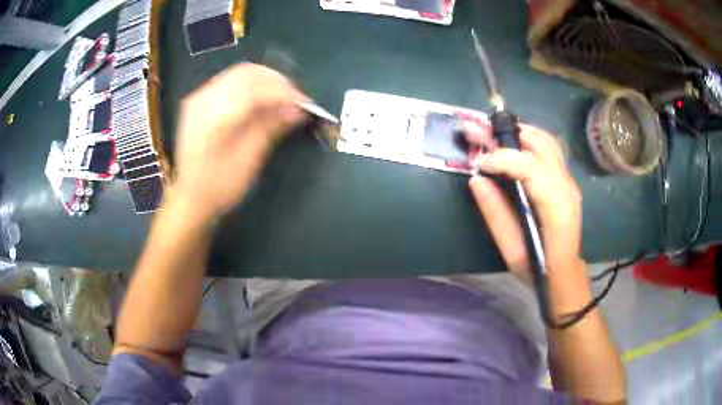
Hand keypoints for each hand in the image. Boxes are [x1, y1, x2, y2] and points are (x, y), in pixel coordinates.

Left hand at [173, 64, 307, 219]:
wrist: (189, 198)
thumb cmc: (219, 186)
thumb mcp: (248, 160)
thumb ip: (271, 128)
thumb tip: (298, 109)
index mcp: (215, 116)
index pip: (257, 90)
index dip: (285, 93)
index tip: (307, 104)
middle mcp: (204, 98)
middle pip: (248, 73)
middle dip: (277, 82)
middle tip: (296, 99)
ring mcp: (199, 97)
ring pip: (239, 73)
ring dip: (265, 81)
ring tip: (282, 98)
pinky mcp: (199, 101)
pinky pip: (230, 81)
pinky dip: (251, 85)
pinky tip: (262, 98)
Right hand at [466, 123, 585, 295]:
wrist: (564, 274)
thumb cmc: (538, 269)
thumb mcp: (511, 251)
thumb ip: (495, 213)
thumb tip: (476, 179)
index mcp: (556, 206)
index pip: (529, 166)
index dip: (501, 158)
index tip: (478, 163)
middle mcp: (566, 186)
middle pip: (540, 143)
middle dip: (507, 133)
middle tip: (479, 132)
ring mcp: (568, 180)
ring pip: (546, 140)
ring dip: (518, 132)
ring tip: (492, 134)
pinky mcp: (565, 180)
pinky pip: (548, 148)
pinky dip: (527, 140)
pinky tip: (510, 144)